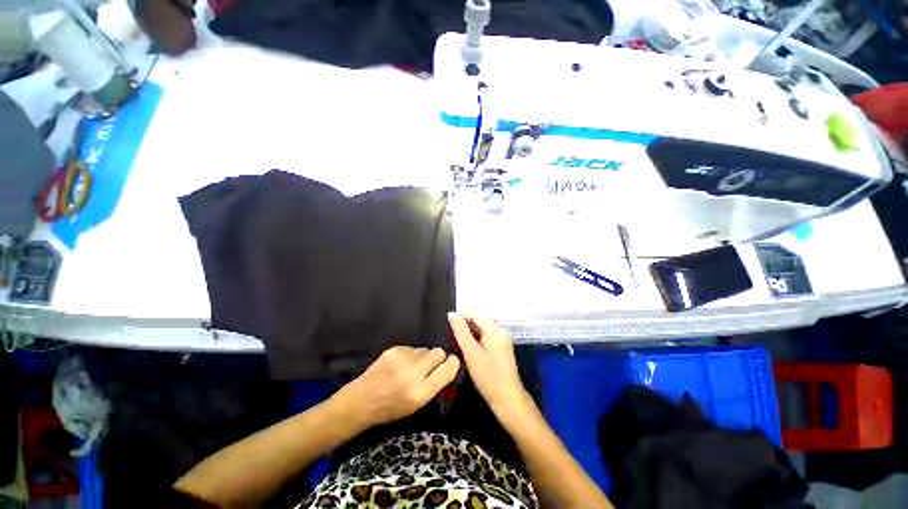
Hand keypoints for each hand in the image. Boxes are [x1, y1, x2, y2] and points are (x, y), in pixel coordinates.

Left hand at [334, 346, 459, 428]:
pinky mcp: (394, 350)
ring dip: (421, 356)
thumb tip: (446, 365)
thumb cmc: (390, 408)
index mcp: (421, 393)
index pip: (448, 369)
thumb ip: (433, 384)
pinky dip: (409, 355)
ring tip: (409, 368)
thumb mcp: (416, 405)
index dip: (452, 363)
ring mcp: (402, 359)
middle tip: (428, 366)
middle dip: (437, 357)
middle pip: (439, 352)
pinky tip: (398, 364)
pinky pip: (411, 348)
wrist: (360, 401)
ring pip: (424, 349)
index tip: (450, 363)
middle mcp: (414, 374)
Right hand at [449, 314, 533, 423]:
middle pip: (479, 321)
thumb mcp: (471, 352)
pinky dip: (476, 339)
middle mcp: (500, 331)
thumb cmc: (488, 375)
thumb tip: (452, 314)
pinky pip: (486, 337)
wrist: (508, 399)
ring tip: (455, 341)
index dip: (460, 317)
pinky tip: (467, 348)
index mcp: (494, 329)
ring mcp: (502, 340)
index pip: (474, 314)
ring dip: (469, 333)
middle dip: (465, 325)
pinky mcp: (501, 349)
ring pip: (482, 329)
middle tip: (450, 335)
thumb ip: (461, 332)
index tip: (447, 325)